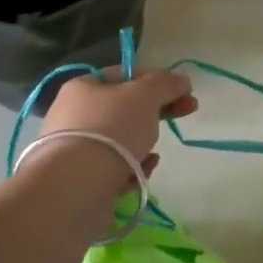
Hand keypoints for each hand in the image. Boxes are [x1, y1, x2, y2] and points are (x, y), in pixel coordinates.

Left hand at [37, 68, 197, 179]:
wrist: (76, 187)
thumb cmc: (111, 128)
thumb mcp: (145, 95)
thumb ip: (166, 84)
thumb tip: (182, 79)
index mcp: (84, 87)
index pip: (126, 75)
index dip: (157, 80)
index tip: (184, 91)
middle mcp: (74, 114)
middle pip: (125, 108)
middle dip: (157, 112)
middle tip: (187, 111)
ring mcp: (76, 149)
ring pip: (122, 141)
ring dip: (144, 145)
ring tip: (153, 154)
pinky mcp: (81, 180)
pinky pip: (115, 168)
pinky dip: (132, 169)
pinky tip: (141, 173)